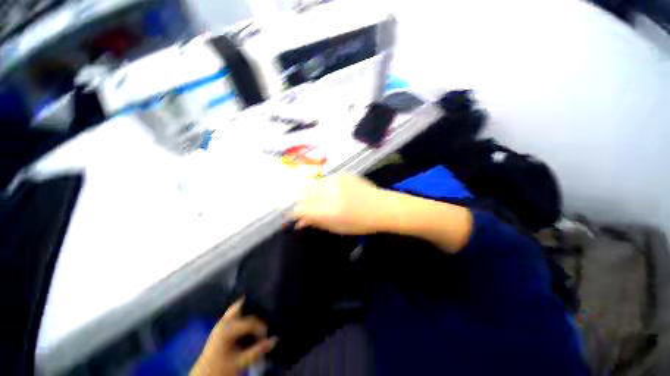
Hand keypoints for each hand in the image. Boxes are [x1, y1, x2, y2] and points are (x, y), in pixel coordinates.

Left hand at [190, 300, 276, 375]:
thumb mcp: (240, 361)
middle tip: (265, 314)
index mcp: (227, 329)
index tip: (267, 336)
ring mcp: (220, 323)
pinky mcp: (220, 327)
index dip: (261, 328)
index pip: (251, 321)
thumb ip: (257, 351)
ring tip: (259, 316)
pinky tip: (248, 322)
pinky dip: (242, 315)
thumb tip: (275, 339)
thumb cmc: (220, 368)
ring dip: (248, 310)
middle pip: (242, 305)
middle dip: (254, 308)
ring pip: (237, 308)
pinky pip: (233, 314)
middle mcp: (223, 322)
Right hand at [293, 173, 384, 234]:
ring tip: (324, 199)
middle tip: (310, 206)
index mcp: (328, 211)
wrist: (382, 207)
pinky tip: (335, 191)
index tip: (299, 215)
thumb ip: (316, 223)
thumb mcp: (337, 228)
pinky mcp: (342, 173)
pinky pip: (325, 179)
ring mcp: (336, 180)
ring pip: (313, 184)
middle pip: (302, 192)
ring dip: (313, 192)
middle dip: (302, 200)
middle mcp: (329, 192)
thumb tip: (299, 222)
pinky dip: (324, 186)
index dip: (297, 212)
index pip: (300, 208)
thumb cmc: (361, 223)